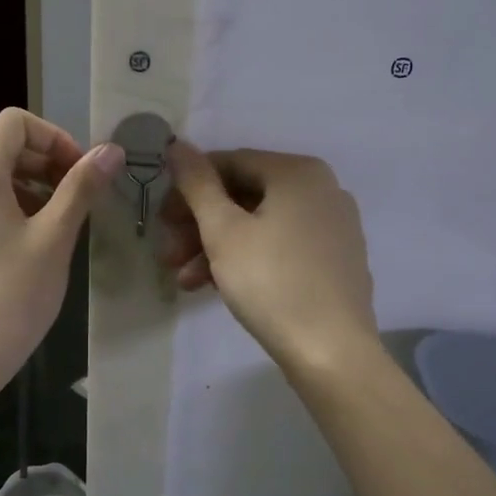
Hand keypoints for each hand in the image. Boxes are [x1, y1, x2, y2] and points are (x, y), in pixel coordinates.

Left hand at [0, 108, 122, 377]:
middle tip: (78, 198)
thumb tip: (111, 150)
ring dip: (29, 190)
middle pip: (0, 149)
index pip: (15, 123)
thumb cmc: (14, 291)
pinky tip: (27, 250)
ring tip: (58, 225)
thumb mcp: (56, 235)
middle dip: (45, 164)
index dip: (55, 138)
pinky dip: (6, 213)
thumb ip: (82, 186)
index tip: (81, 173)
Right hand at [161, 142, 377, 371]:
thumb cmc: (271, 282)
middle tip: (168, 253)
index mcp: (298, 172)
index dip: (188, 187)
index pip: (230, 162)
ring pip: (260, 225)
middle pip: (244, 195)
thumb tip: (178, 144)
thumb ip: (197, 184)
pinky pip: (281, 246)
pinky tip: (216, 286)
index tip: (161, 218)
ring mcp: (333, 226)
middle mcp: (322, 189)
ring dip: (216, 247)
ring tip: (184, 280)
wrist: (331, 351)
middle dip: (199, 225)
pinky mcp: (335, 260)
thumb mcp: (223, 231)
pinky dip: (247, 259)